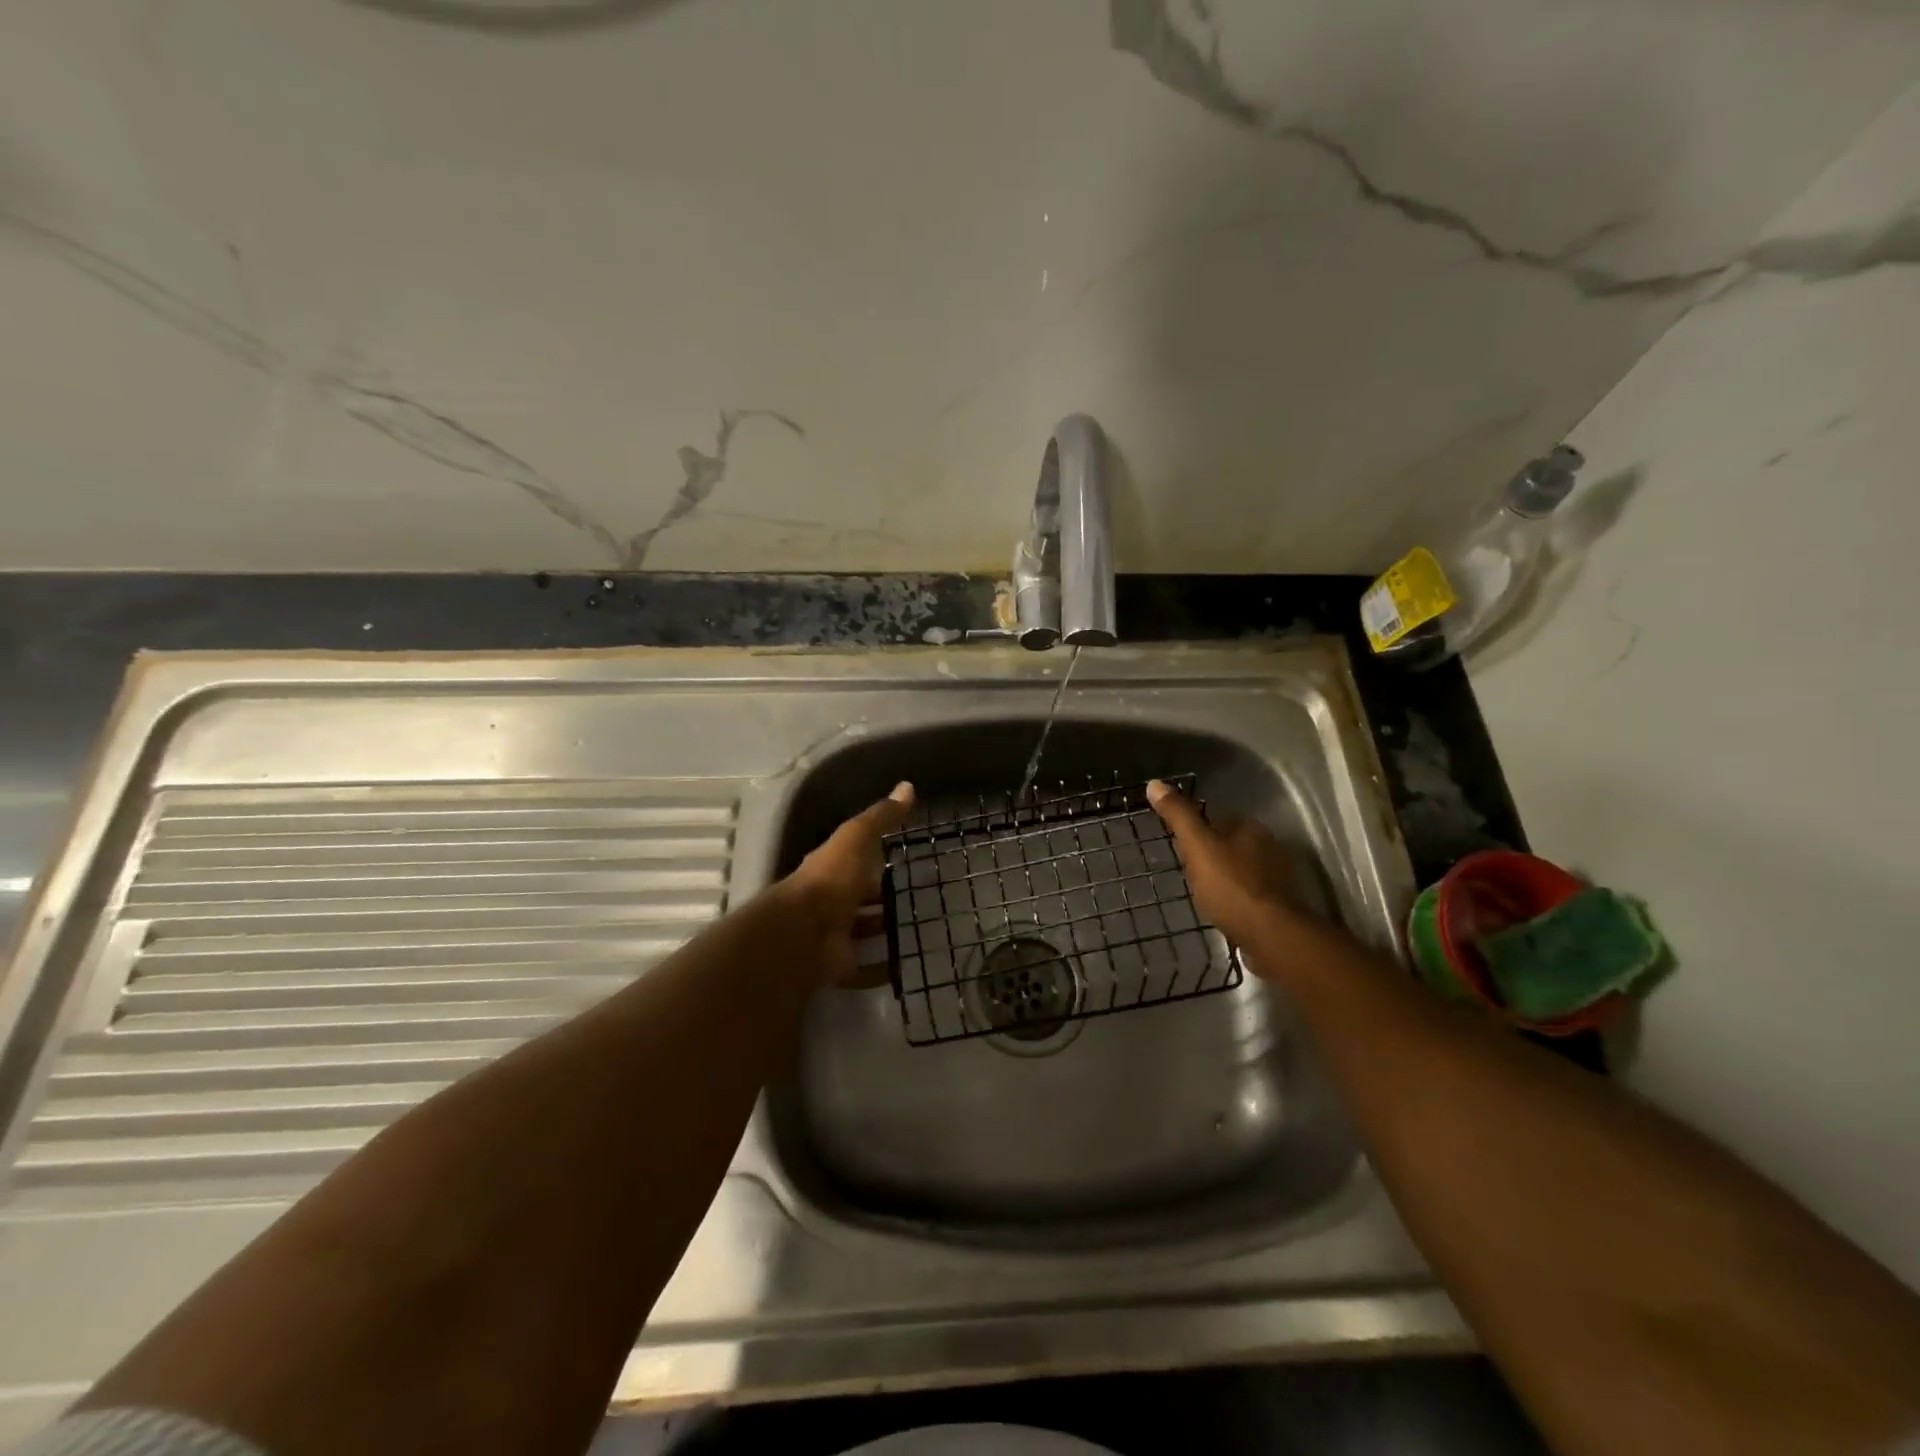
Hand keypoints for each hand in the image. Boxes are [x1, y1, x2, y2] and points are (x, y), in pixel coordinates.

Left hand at [784, 781, 915, 987]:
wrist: (804, 935)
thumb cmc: (832, 879)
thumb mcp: (857, 838)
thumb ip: (881, 817)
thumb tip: (907, 786)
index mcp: (831, 869)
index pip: (855, 861)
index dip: (874, 860)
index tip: (901, 860)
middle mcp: (830, 902)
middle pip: (858, 899)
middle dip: (880, 899)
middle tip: (917, 898)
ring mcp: (833, 936)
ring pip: (861, 932)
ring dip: (882, 931)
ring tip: (919, 930)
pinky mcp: (839, 966)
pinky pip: (864, 968)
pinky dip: (882, 969)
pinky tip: (904, 968)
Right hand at [1146, 778, 1303, 971]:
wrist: (1270, 934)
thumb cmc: (1230, 886)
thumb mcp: (1197, 847)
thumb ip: (1178, 816)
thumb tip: (1154, 783)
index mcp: (1250, 828)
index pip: (1217, 819)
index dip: (1196, 831)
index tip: (1179, 847)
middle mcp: (1269, 847)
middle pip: (1230, 844)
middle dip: (1211, 855)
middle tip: (1188, 873)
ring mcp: (1278, 877)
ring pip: (1242, 869)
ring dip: (1225, 877)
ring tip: (1204, 894)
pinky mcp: (1280, 904)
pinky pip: (1252, 892)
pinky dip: (1238, 897)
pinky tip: (1225, 910)